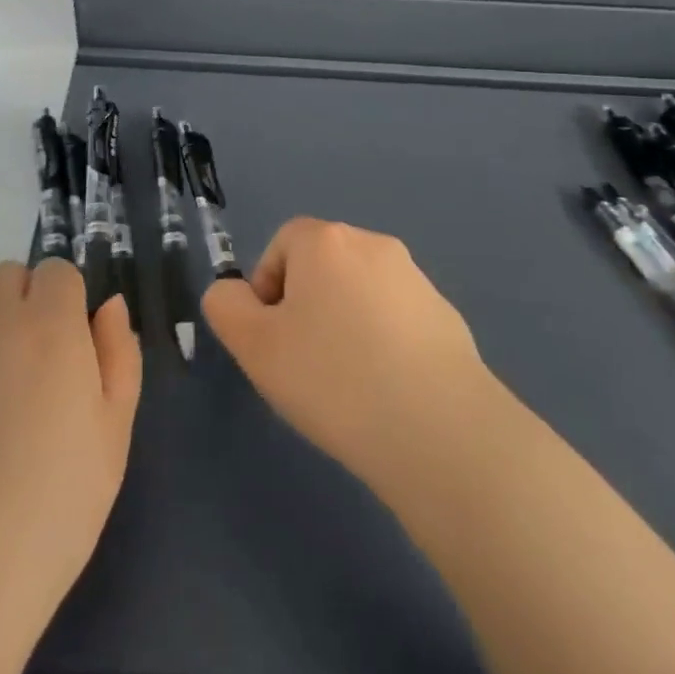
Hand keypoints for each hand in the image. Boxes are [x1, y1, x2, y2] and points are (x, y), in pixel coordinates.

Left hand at [0, 258, 141, 631]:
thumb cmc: (51, 510)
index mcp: (47, 326)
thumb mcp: (113, 435)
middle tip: (29, 378)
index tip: (68, 355)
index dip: (66, 306)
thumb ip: (118, 354)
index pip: (56, 272)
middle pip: (6, 279)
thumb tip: (108, 305)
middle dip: (22, 308)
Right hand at [203, 217, 492, 507]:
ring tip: (347, 384)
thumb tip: (235, 293)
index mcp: (326, 241)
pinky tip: (387, 393)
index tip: (273, 339)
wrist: (441, 432)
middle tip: (304, 363)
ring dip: (344, 325)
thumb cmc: (334, 379)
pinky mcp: (447, 317)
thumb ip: (227, 306)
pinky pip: (396, 320)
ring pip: (359, 294)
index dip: (267, 289)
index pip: (281, 244)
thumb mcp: (254, 346)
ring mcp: (416, 280)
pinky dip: (383, 344)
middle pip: (321, 266)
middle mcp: (373, 245)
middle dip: (305, 306)